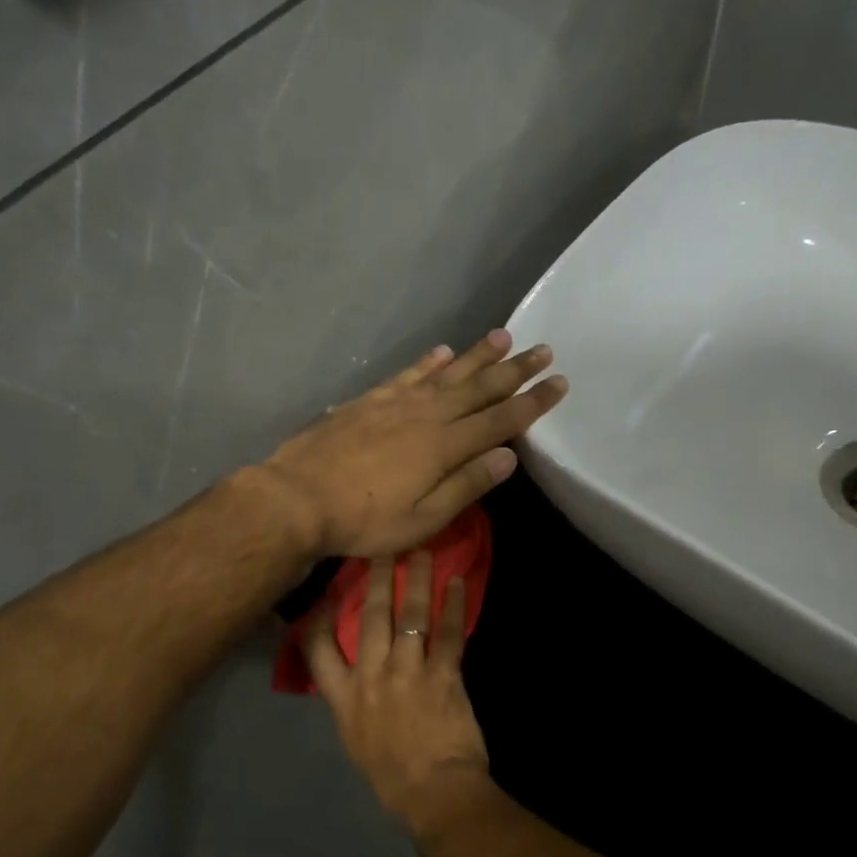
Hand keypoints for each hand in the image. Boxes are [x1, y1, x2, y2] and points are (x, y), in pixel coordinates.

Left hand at [259, 330, 566, 557]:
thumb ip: (466, 485)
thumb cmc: (363, 520)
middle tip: (543, 349)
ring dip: (477, 356)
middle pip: (479, 387)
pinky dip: (428, 361)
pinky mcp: (368, 401)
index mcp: (444, 446)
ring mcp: (395, 403)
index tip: (559, 382)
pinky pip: (407, 374)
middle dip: (514, 370)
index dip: (532, 402)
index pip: (500, 419)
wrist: (296, 498)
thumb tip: (509, 456)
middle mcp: (426, 414)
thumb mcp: (423, 519)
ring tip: (503, 337)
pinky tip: (442, 351)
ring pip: (447, 373)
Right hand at [307, 549, 497, 839]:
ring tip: (422, 552)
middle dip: (377, 579)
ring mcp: (407, 673)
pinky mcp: (443, 676)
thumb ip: (352, 702)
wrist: (432, 794)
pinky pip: (448, 633)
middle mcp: (371, 677)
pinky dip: (454, 607)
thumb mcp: (355, 738)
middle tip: (383, 547)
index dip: (319, 614)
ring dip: (416, 581)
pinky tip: (458, 584)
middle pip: (370, 618)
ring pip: (410, 616)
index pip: (317, 648)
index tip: (326, 590)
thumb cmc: (392, 776)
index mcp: (343, 697)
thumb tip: (356, 676)